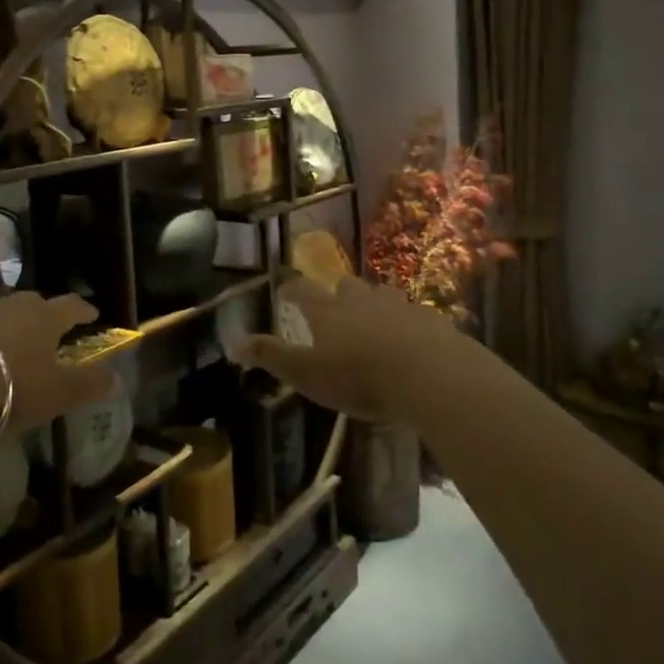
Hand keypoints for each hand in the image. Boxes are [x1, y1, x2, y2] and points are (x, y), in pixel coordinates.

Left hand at [0, 291, 112, 435]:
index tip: (92, 313)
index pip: (71, 306)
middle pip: (32, 303)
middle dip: (41, 313)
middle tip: (45, 327)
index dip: (83, 310)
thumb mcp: (57, 392)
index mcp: (44, 317)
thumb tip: (117, 380)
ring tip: (5, 342)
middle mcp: (11, 306)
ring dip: (4, 324)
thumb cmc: (14, 386)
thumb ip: (88, 385)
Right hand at [233, 275, 479, 424]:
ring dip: (376, 304)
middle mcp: (361, 300)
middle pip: (346, 286)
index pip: (302, 291)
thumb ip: (272, 357)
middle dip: (338, 293)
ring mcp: (399, 306)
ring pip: (383, 295)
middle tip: (336, 307)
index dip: (291, 289)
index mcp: (328, 312)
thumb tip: (232, 343)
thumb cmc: (359, 377)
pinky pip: (415, 315)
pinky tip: (412, 340)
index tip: (284, 290)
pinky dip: (409, 323)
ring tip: (375, 322)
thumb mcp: (307, 374)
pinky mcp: (430, 320)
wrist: (429, 374)